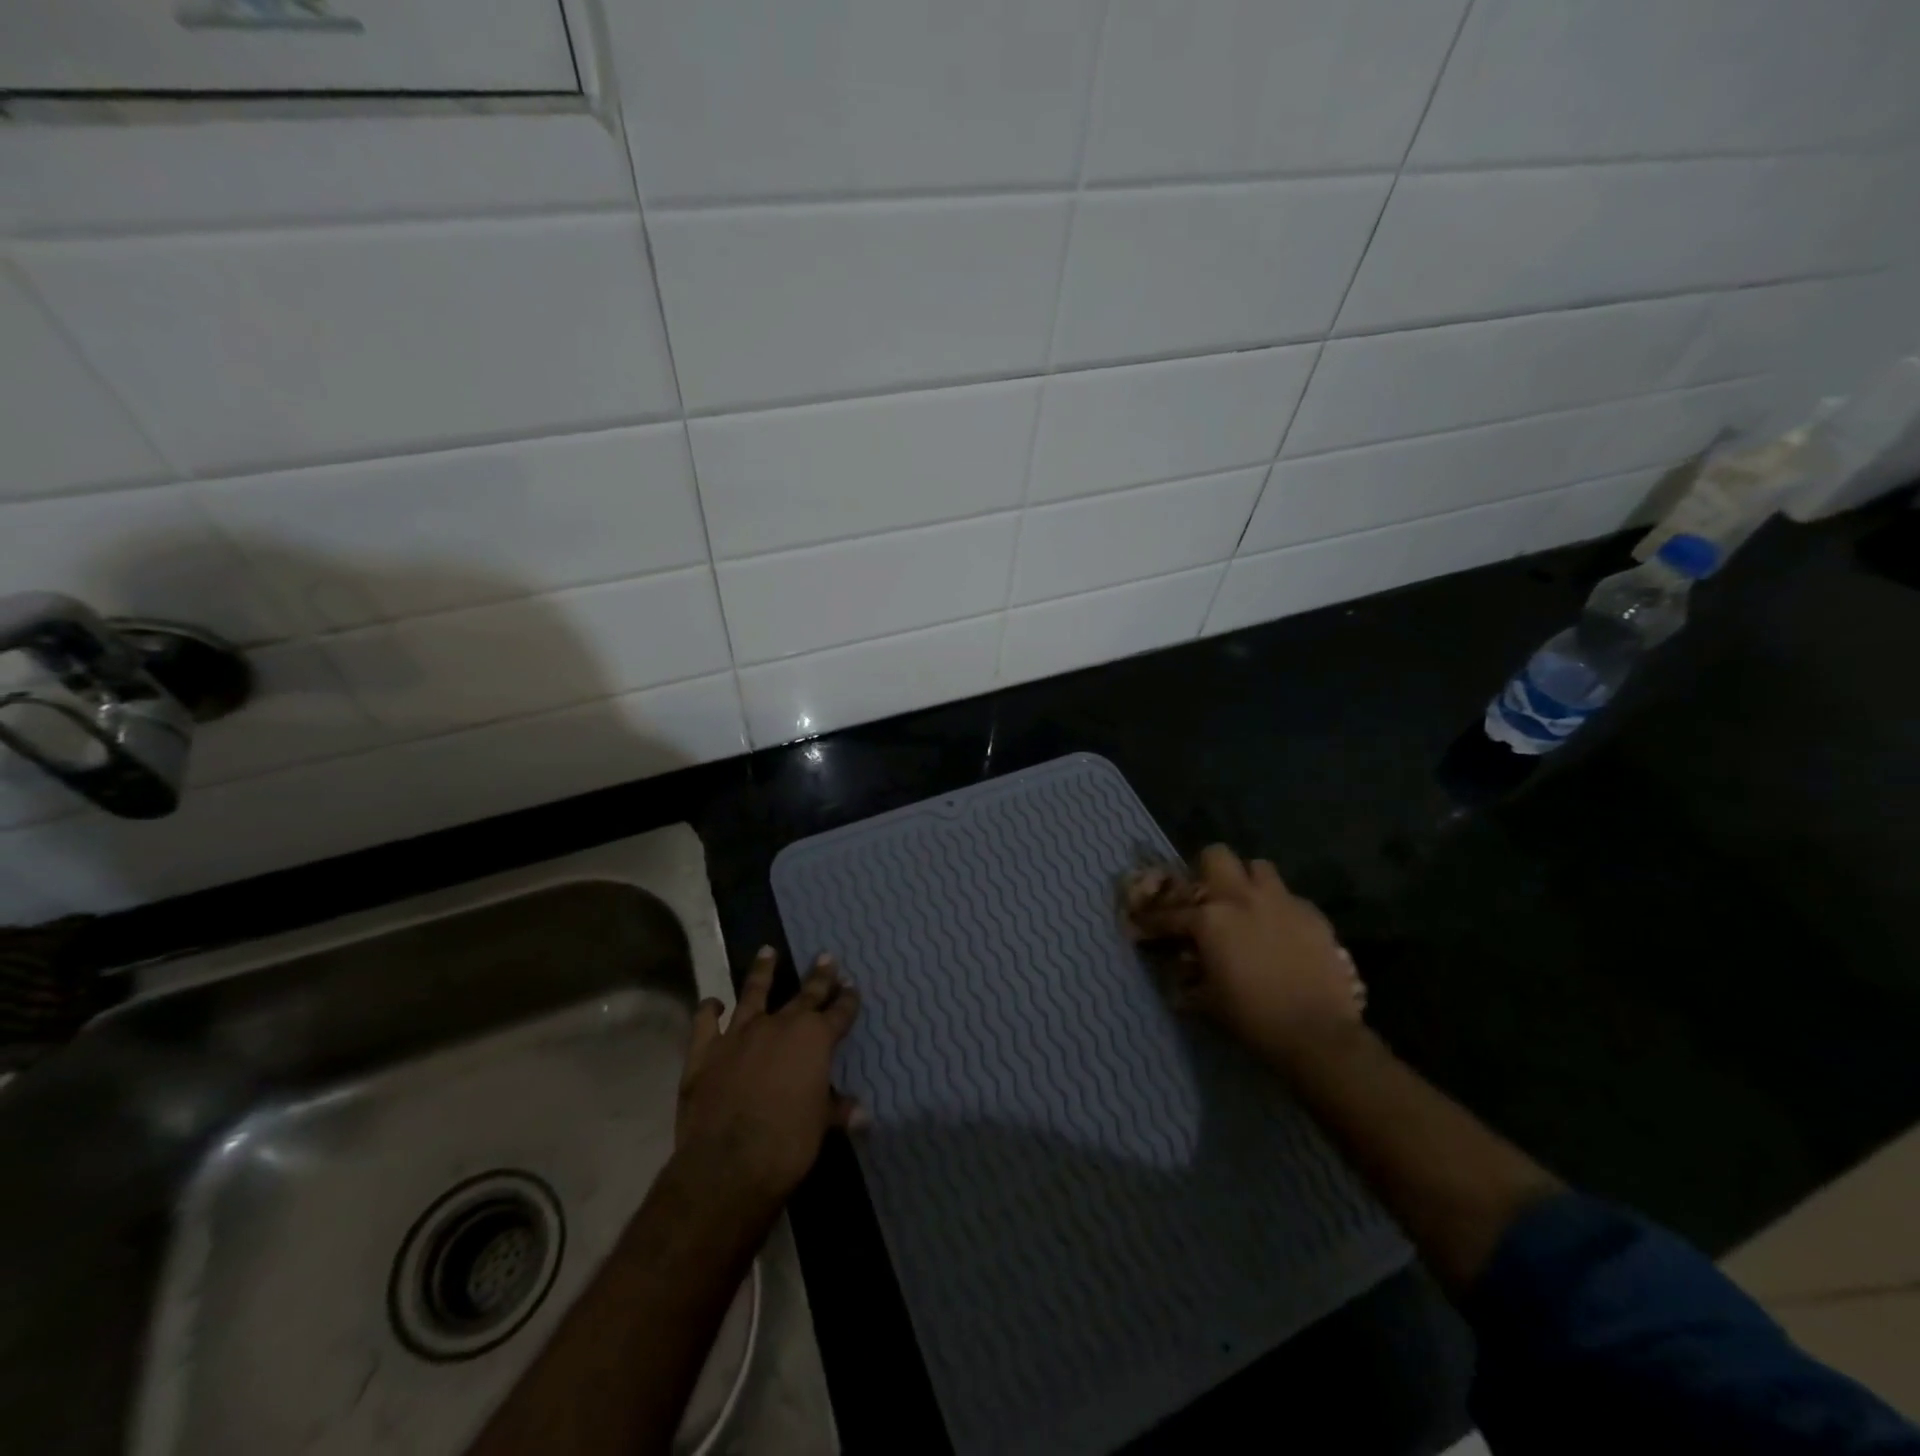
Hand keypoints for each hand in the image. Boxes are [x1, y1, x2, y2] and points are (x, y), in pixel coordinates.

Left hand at [673, 946, 862, 1214]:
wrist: (726, 1166)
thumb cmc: (786, 1145)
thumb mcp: (821, 1127)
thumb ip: (838, 1110)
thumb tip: (863, 1114)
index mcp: (814, 1039)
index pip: (839, 1012)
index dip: (848, 998)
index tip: (852, 984)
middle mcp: (779, 1026)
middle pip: (805, 994)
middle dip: (819, 976)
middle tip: (826, 956)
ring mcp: (739, 1034)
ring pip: (753, 992)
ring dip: (763, 971)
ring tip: (767, 951)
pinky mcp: (705, 1050)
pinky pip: (706, 1021)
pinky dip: (710, 1009)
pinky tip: (714, 1003)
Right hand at [1124, 845, 1364, 1067]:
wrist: (1318, 1034)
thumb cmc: (1253, 1018)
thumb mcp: (1208, 1001)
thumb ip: (1190, 979)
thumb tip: (1181, 975)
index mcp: (1210, 919)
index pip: (1170, 912)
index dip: (1153, 920)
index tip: (1143, 923)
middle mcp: (1242, 898)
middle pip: (1217, 856)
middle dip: (1208, 872)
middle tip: (1207, 898)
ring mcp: (1281, 902)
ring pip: (1258, 868)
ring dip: (1248, 883)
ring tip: (1247, 906)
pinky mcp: (1313, 915)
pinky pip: (1290, 898)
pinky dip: (1280, 909)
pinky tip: (1281, 933)